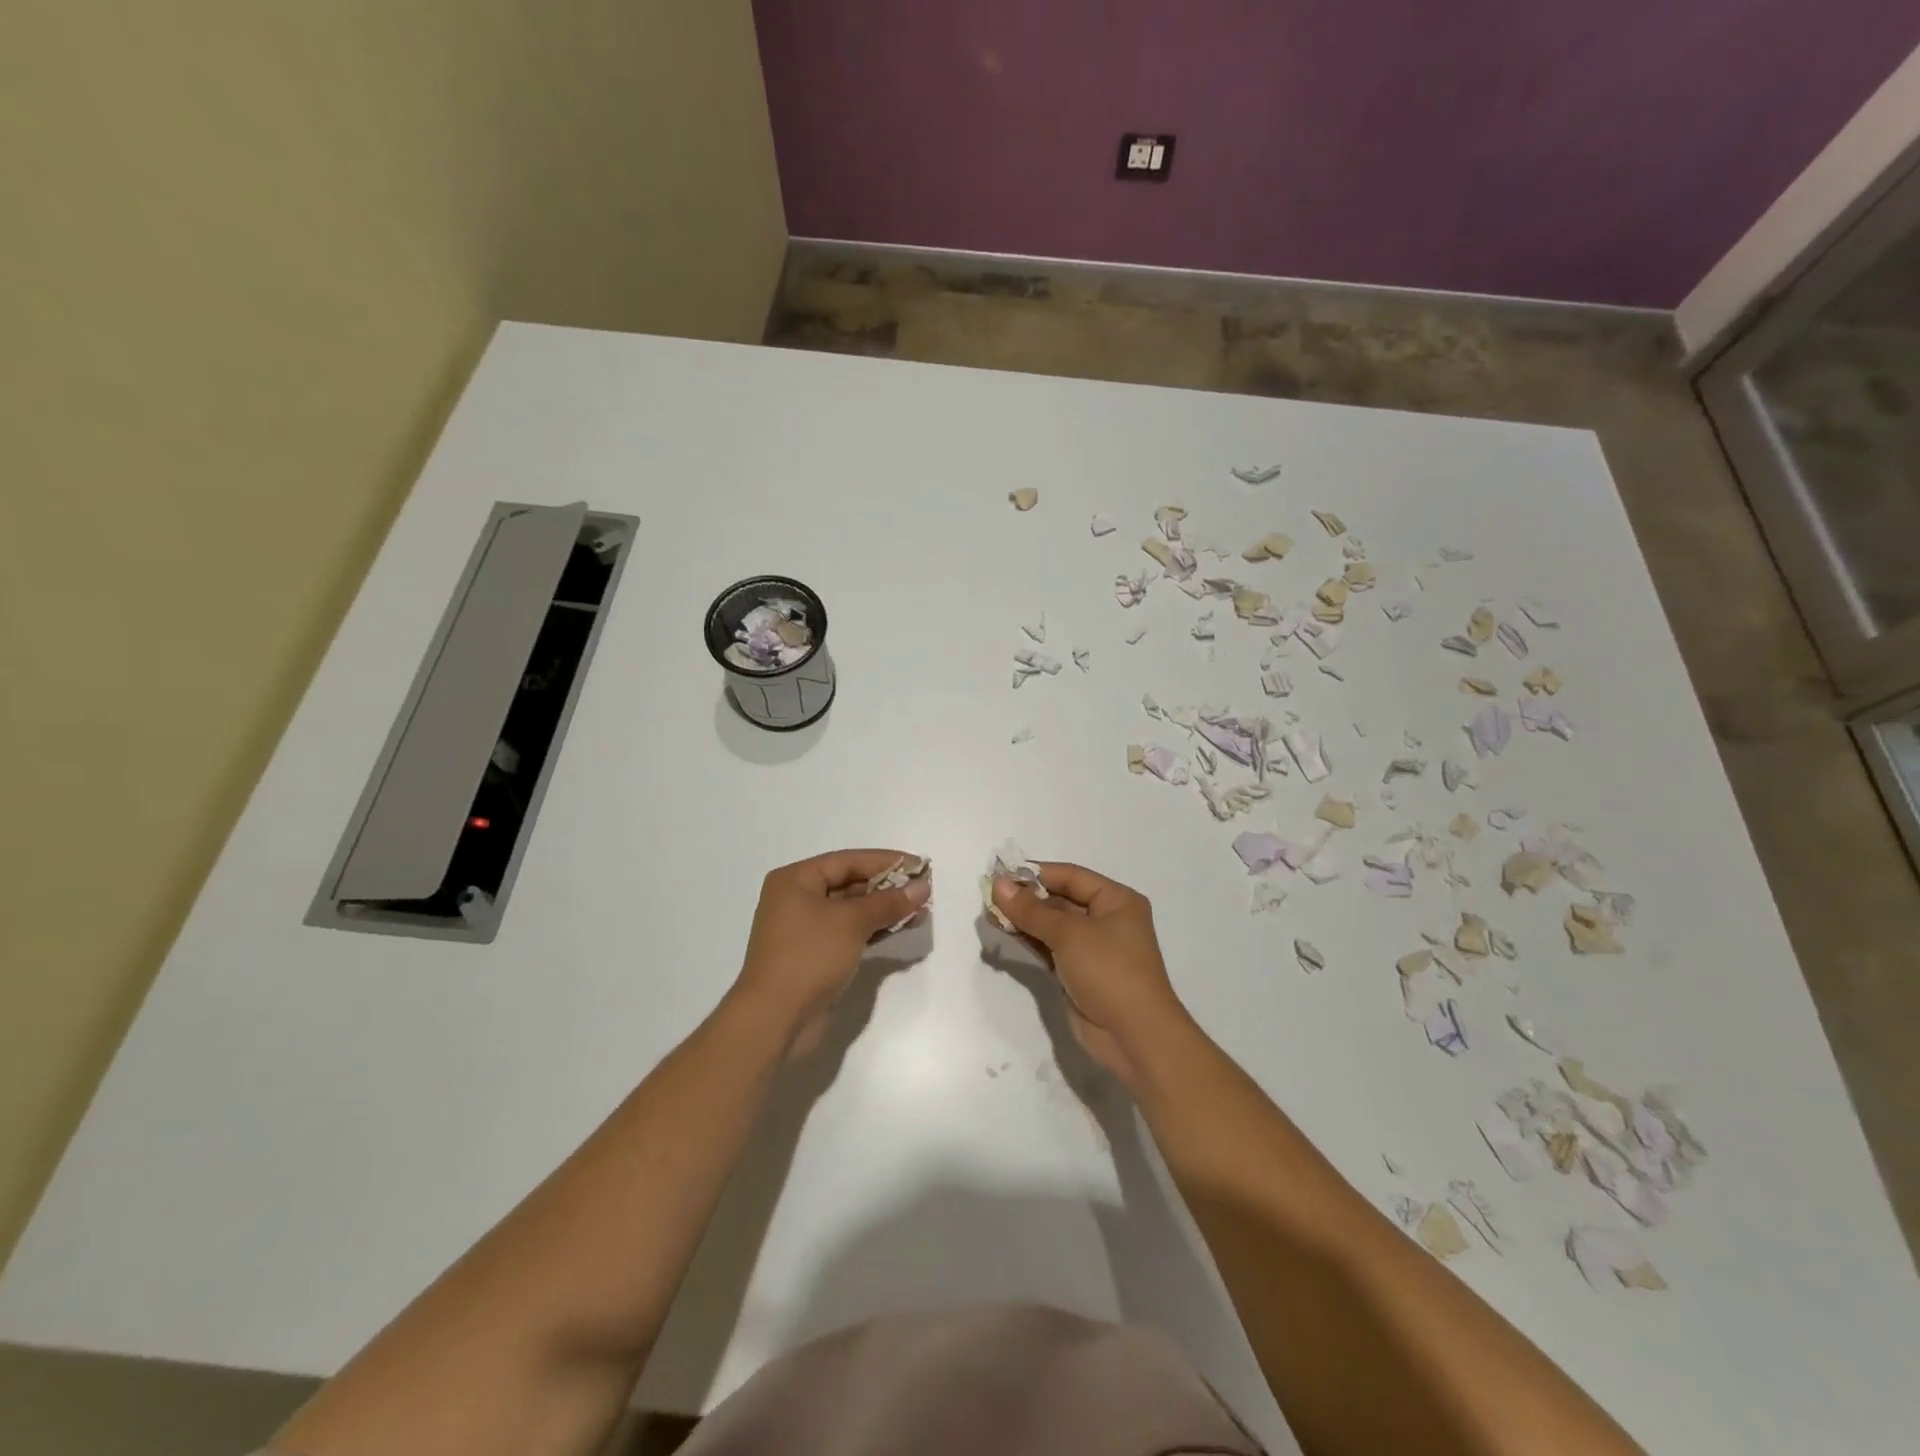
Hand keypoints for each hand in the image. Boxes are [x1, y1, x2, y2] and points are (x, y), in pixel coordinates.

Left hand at [734, 849, 931, 1053]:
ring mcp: (805, 930)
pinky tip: (902, 928)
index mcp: (795, 880)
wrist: (774, 1020)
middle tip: (924, 889)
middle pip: (849, 884)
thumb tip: (922, 887)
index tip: (919, 866)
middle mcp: (797, 899)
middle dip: (887, 887)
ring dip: (885, 910)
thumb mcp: (852, 922)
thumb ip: (889, 902)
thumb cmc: (809, 957)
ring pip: (852, 911)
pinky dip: (874, 929)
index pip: (847, 861)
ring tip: (921, 910)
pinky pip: (850, 933)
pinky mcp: (815, 956)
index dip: (885, 861)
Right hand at [991, 863, 1190, 1086]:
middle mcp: (1107, 919)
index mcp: (1116, 900)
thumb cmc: (1109, 971)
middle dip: (1027, 897)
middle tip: (989, 895)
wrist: (1134, 1037)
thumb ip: (1030, 909)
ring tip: (990, 913)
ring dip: (1024, 919)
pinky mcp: (1079, 973)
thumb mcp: (1068, 934)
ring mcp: (1093, 949)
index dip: (1036, 873)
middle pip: (1061, 899)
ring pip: (1053, 925)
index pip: (1071, 876)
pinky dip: (1029, 939)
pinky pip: (1050, 948)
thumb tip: (997, 883)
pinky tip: (1004, 932)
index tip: (1001, 873)